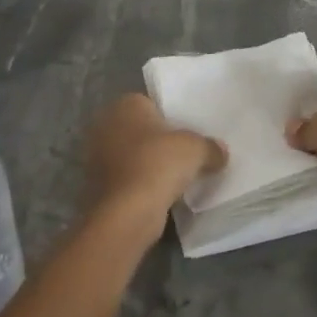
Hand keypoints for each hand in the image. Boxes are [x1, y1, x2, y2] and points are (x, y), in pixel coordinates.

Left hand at [84, 94, 227, 232]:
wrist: (127, 212)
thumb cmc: (159, 164)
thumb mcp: (197, 150)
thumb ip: (210, 146)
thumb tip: (220, 152)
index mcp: (126, 105)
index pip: (151, 104)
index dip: (171, 118)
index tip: (188, 134)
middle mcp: (106, 124)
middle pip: (140, 129)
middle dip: (158, 141)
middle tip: (184, 154)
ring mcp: (96, 155)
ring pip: (131, 154)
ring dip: (148, 164)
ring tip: (174, 177)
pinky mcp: (96, 184)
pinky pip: (126, 177)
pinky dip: (139, 183)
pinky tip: (158, 194)